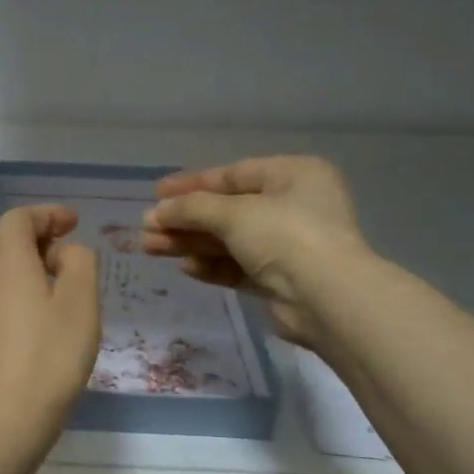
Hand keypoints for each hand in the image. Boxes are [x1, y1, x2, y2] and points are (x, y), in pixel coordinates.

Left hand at [0, 205, 100, 448]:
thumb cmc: (49, 357)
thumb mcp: (81, 303)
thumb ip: (79, 262)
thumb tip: (63, 252)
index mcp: (5, 258)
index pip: (19, 217)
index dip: (47, 214)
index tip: (73, 223)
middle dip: (32, 237)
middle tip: (62, 254)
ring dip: (16, 264)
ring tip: (47, 287)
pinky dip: (4, 290)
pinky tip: (24, 319)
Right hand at [140, 156, 371, 346]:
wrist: (326, 298)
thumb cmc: (284, 236)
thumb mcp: (233, 213)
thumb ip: (191, 208)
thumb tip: (156, 211)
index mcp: (293, 175)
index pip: (233, 174)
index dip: (192, 184)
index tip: (156, 193)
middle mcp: (294, 205)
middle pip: (227, 210)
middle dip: (185, 219)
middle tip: (147, 227)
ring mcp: (289, 244)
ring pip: (229, 240)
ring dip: (191, 243)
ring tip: (151, 248)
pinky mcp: (281, 279)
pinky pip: (239, 266)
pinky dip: (212, 265)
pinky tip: (185, 268)